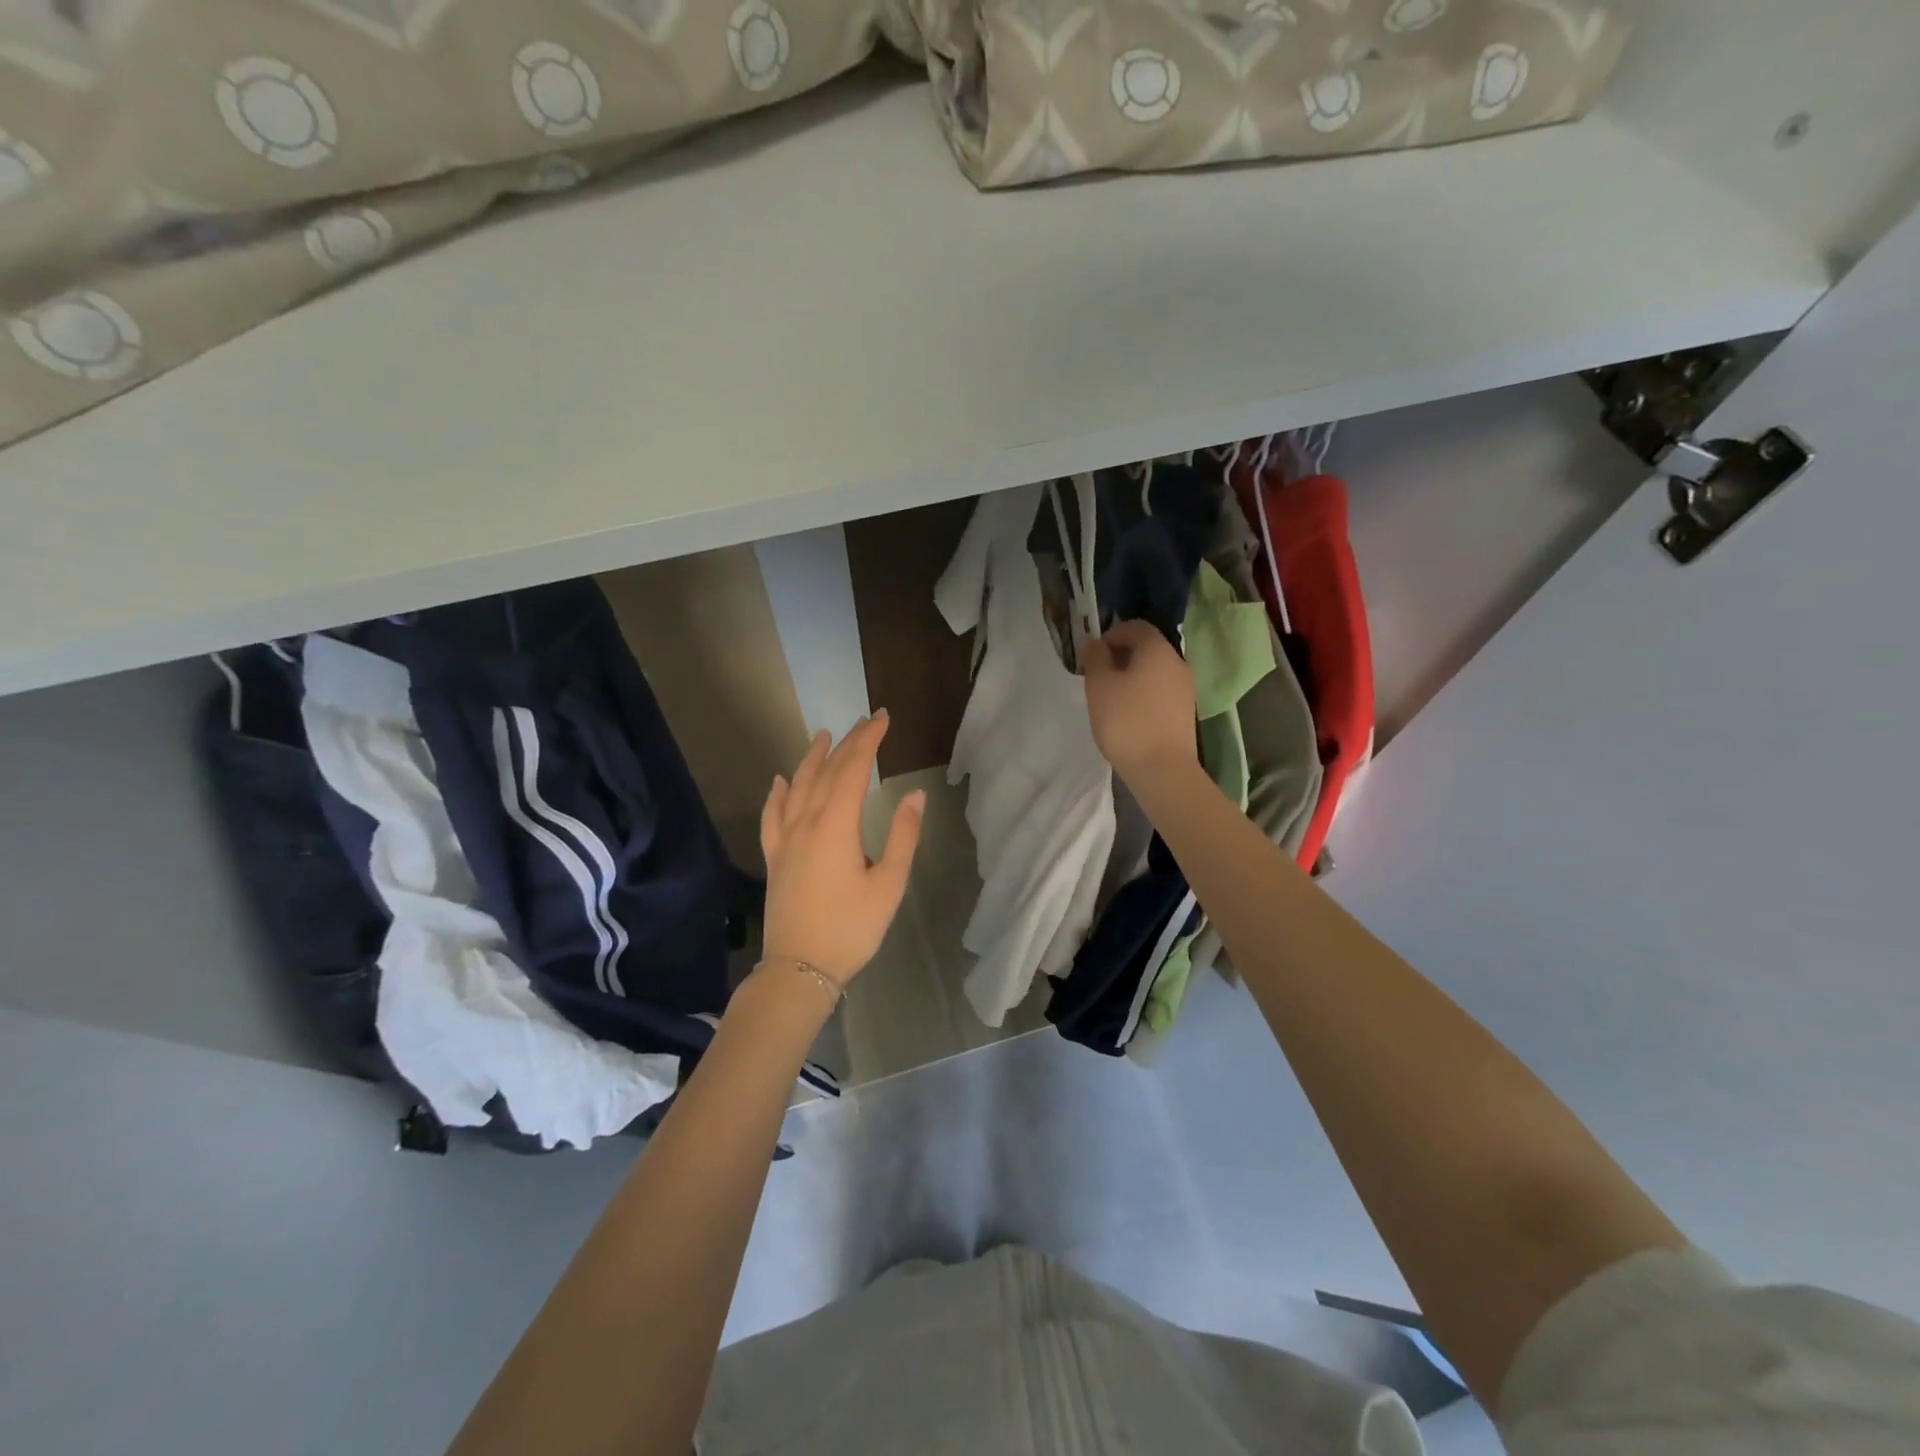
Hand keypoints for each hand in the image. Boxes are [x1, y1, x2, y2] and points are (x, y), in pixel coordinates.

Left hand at [759, 712, 923, 988]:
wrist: (799, 969)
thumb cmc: (851, 928)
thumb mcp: (889, 884)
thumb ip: (902, 836)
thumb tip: (914, 795)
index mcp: (836, 825)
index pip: (853, 769)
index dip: (868, 741)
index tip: (882, 718)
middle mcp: (806, 822)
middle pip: (826, 772)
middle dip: (847, 743)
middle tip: (864, 722)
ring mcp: (785, 839)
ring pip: (797, 787)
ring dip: (811, 759)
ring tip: (823, 735)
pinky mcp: (774, 857)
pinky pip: (773, 815)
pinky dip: (777, 793)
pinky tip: (780, 781)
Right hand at [1082, 619, 1197, 787]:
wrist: (1162, 769)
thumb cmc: (1126, 721)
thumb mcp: (1099, 686)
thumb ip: (1095, 658)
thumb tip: (1094, 642)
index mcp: (1158, 650)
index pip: (1136, 626)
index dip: (1111, 634)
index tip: (1093, 655)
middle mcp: (1177, 663)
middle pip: (1147, 648)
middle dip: (1120, 656)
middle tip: (1097, 677)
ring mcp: (1185, 689)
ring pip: (1154, 671)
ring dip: (1131, 677)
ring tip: (1109, 698)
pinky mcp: (1185, 712)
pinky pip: (1160, 691)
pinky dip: (1143, 694)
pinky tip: (1127, 715)